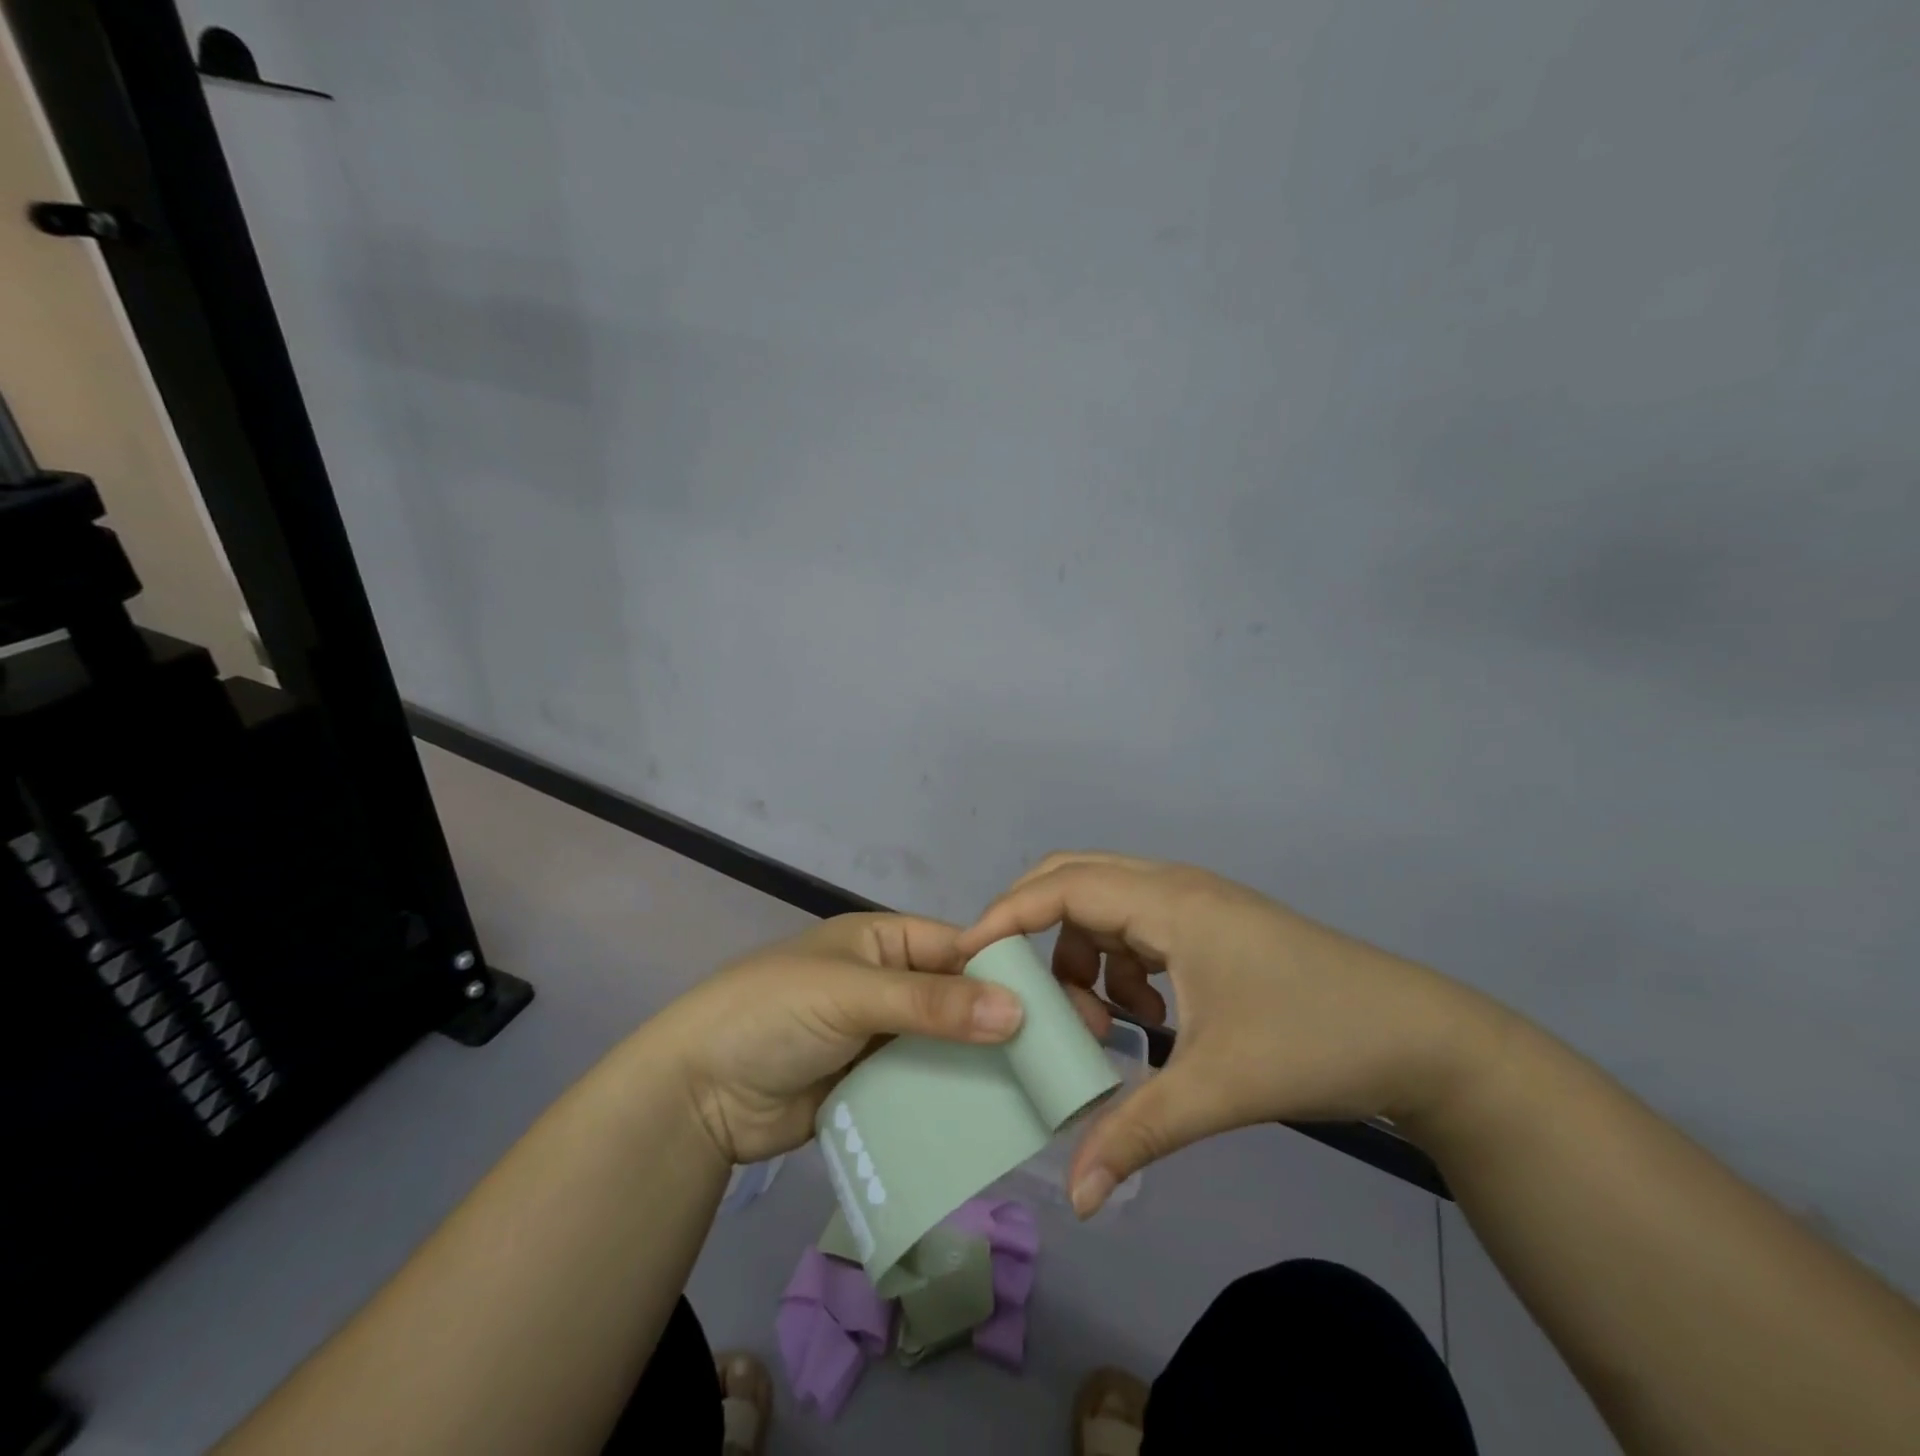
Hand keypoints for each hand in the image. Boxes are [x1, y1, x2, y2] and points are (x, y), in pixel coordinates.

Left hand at [642, 913, 1026, 1165]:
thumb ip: (931, 1004)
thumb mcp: (852, 994)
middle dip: (1004, 1023)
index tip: (1063, 1005)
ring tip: (1046, 1094)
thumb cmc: (775, 1012)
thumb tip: (1018, 1011)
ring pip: (947, 1046)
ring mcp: (882, 1038)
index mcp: (885, 942)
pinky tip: (997, 1121)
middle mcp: (890, 984)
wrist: (698, 1092)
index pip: (959, 948)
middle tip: (1066, 1056)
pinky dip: (954, 1099)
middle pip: (958, 999)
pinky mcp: (874, 1086)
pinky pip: (925, 1087)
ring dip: (984, 1066)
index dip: (1006, 973)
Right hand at [953, 852, 1513, 1214]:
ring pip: (1106, 906)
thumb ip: (1136, 1134)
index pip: (1061, 887)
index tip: (967, 958)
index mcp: (1167, 902)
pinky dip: (1123, 965)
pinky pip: (1138, 926)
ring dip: (1085, 955)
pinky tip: (1150, 1021)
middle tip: (1015, 985)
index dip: (1006, 915)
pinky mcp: (1211, 924)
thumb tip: (1076, 1197)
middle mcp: (1173, 886)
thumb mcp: (1216, 1089)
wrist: (1421, 1039)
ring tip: (1105, 1025)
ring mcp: (1195, 902)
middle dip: (1035, 927)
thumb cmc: (1313, 1042)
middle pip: (1075, 878)